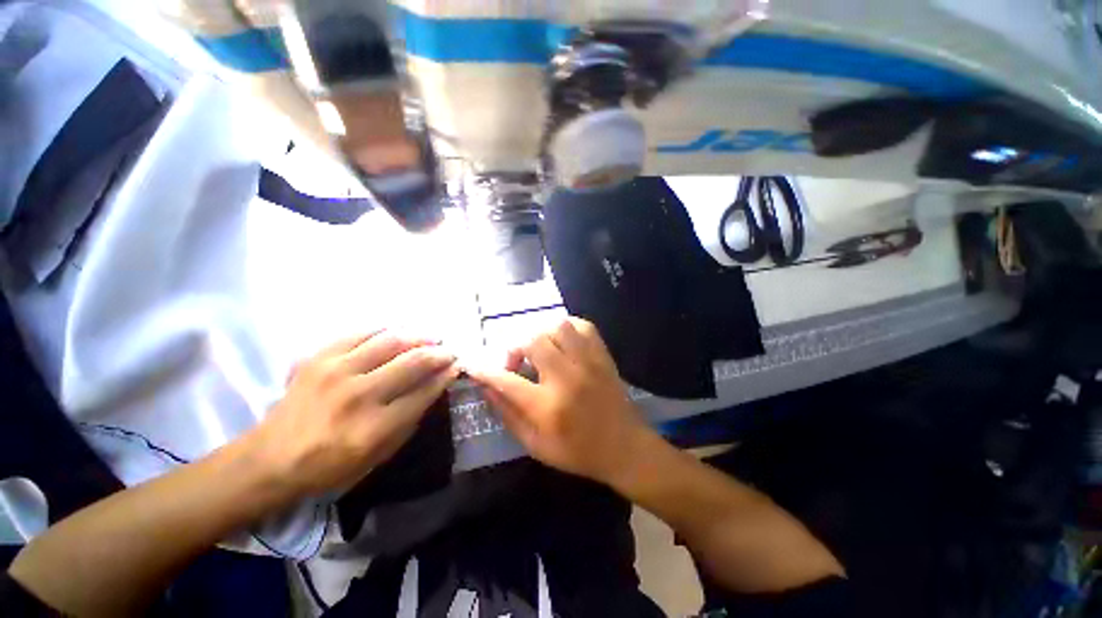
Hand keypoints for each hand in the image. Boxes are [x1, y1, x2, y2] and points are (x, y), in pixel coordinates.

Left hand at [249, 331, 458, 497]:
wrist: (270, 459)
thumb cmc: (330, 465)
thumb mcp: (378, 456)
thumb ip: (409, 421)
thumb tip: (433, 388)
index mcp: (374, 427)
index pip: (423, 392)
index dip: (445, 376)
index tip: (456, 366)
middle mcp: (359, 395)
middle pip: (412, 362)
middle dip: (439, 353)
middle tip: (449, 350)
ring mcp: (336, 372)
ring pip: (390, 341)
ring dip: (418, 337)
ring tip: (430, 337)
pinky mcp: (319, 358)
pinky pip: (360, 334)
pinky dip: (385, 331)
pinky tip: (397, 333)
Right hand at [469, 318, 651, 483]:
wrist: (624, 448)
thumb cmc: (578, 452)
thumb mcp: (535, 445)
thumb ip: (508, 414)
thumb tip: (486, 387)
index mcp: (548, 406)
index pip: (506, 381)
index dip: (484, 371)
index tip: (473, 365)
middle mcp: (567, 377)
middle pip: (532, 340)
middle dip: (515, 347)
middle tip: (516, 362)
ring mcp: (588, 362)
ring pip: (557, 326)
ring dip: (540, 334)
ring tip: (539, 350)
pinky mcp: (602, 355)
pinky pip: (582, 325)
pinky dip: (567, 327)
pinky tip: (562, 341)